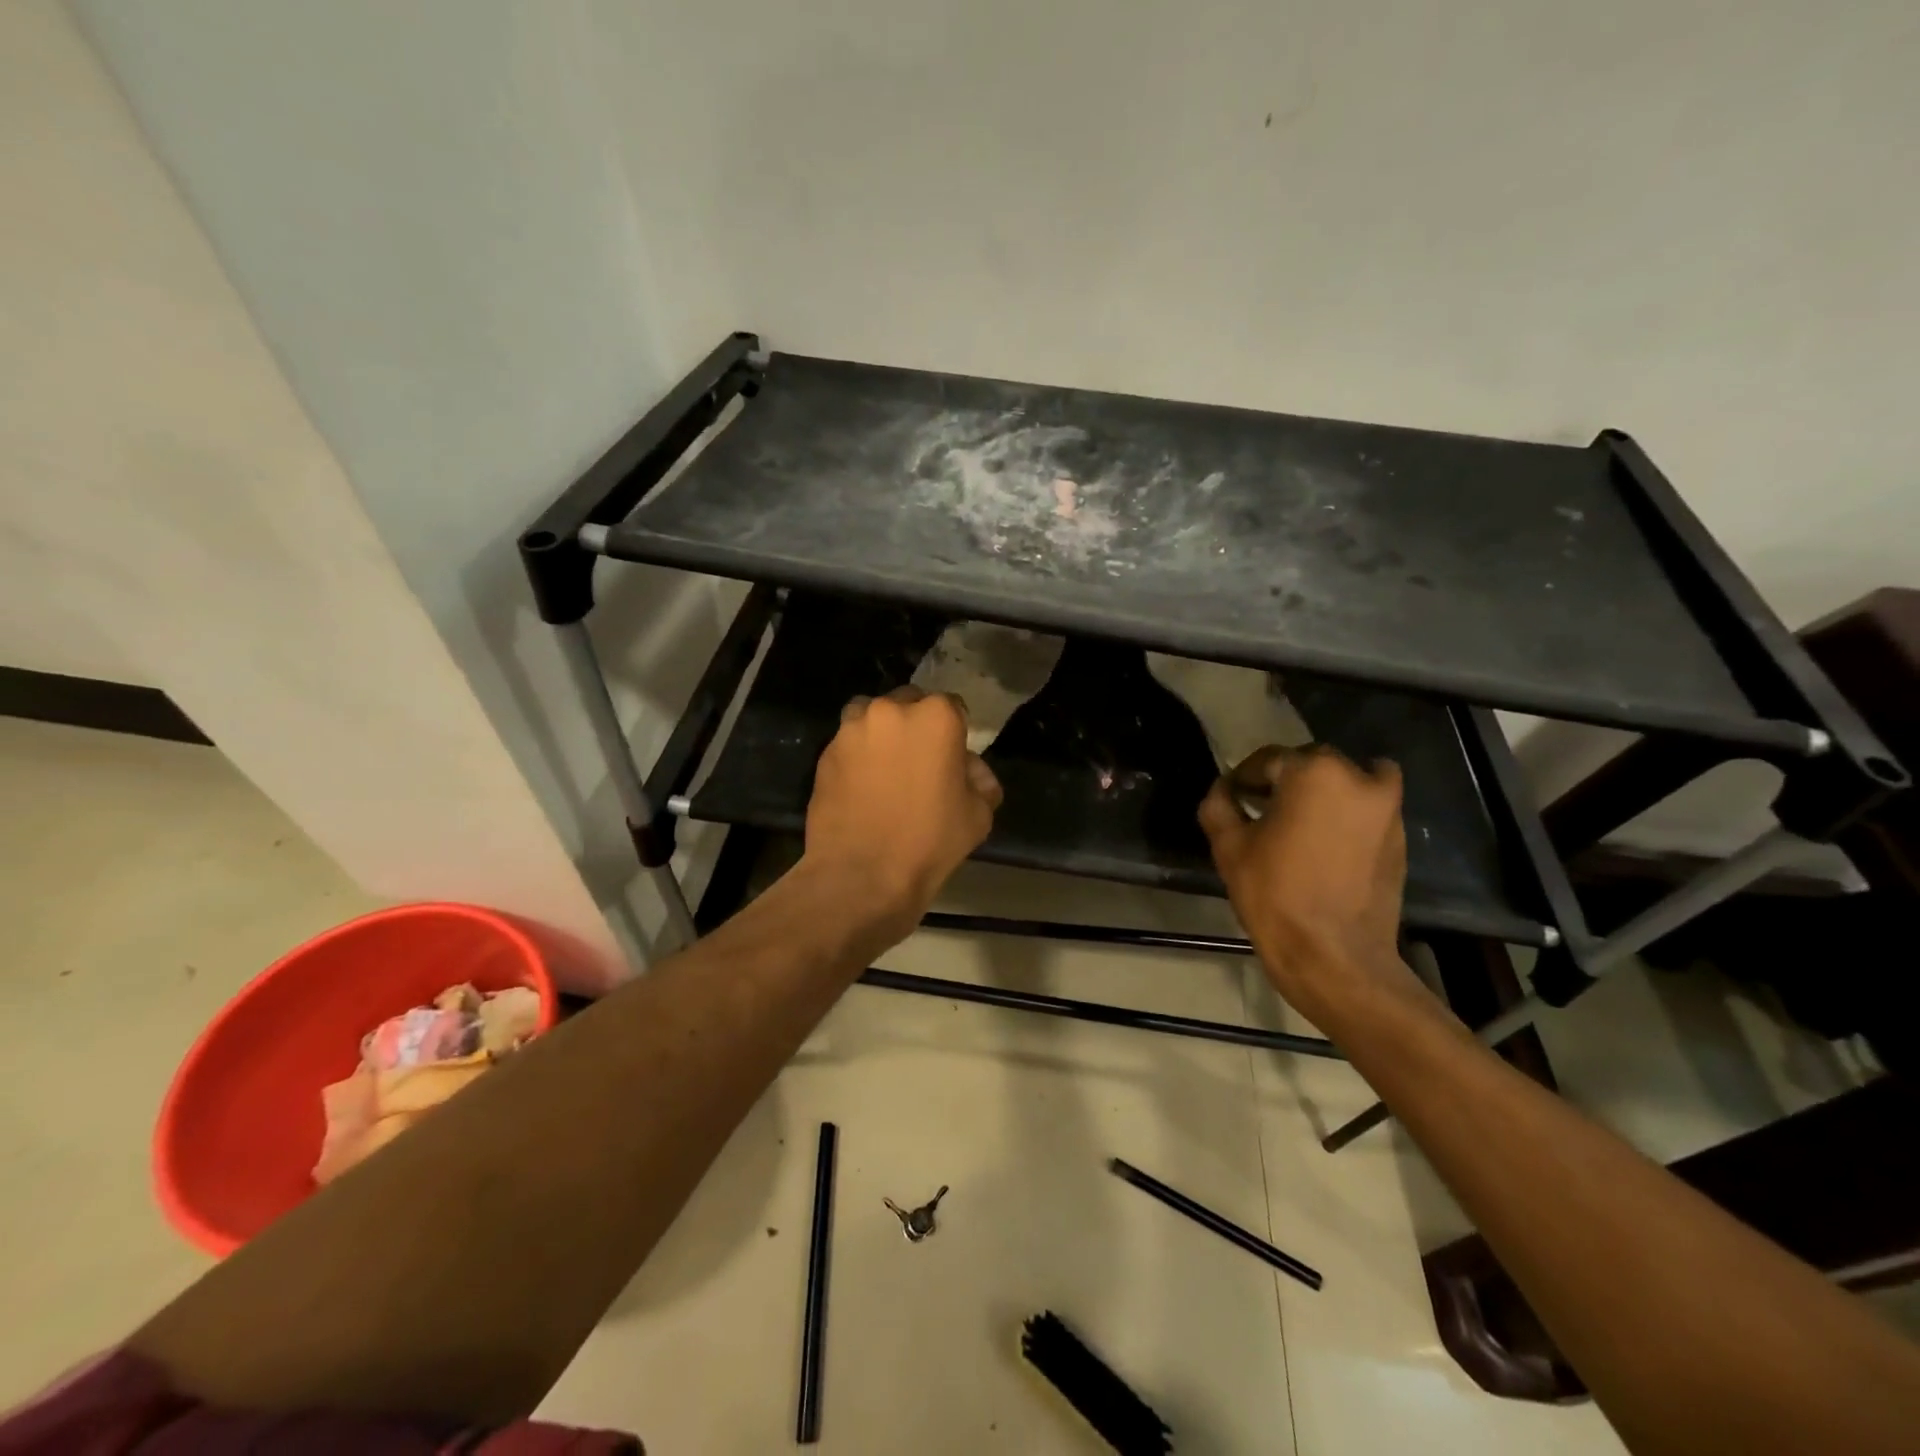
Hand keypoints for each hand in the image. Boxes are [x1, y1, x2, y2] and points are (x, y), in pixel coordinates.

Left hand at [803, 687, 1002, 943]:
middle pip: (910, 703)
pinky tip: (863, 786)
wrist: (862, 876)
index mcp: (936, 717)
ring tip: (888, 768)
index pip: (954, 707)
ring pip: (872, 716)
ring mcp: (852, 729)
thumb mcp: (978, 814)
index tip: (954, 757)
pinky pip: (849, 743)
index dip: (956, 732)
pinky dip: (858, 755)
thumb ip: (980, 780)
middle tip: (921, 761)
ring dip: (883, 733)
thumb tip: (970, 771)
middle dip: (917, 725)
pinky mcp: (825, 752)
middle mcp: (891, 710)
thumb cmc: (929, 842)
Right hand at [1198, 745, 1421, 1027]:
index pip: (1268, 760)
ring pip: (1348, 784)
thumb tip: (1223, 790)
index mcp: (1314, 772)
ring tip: (1299, 828)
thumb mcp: (1229, 847)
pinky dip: (1347, 818)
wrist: (1335, 958)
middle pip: (1312, 765)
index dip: (1244, 779)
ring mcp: (1388, 810)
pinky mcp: (1401, 841)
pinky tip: (1324, 849)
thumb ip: (1219, 806)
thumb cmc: (1275, 894)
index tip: (1233, 800)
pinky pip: (1368, 813)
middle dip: (1286, 782)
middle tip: (1262, 813)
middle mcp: (1359, 779)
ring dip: (1323, 795)